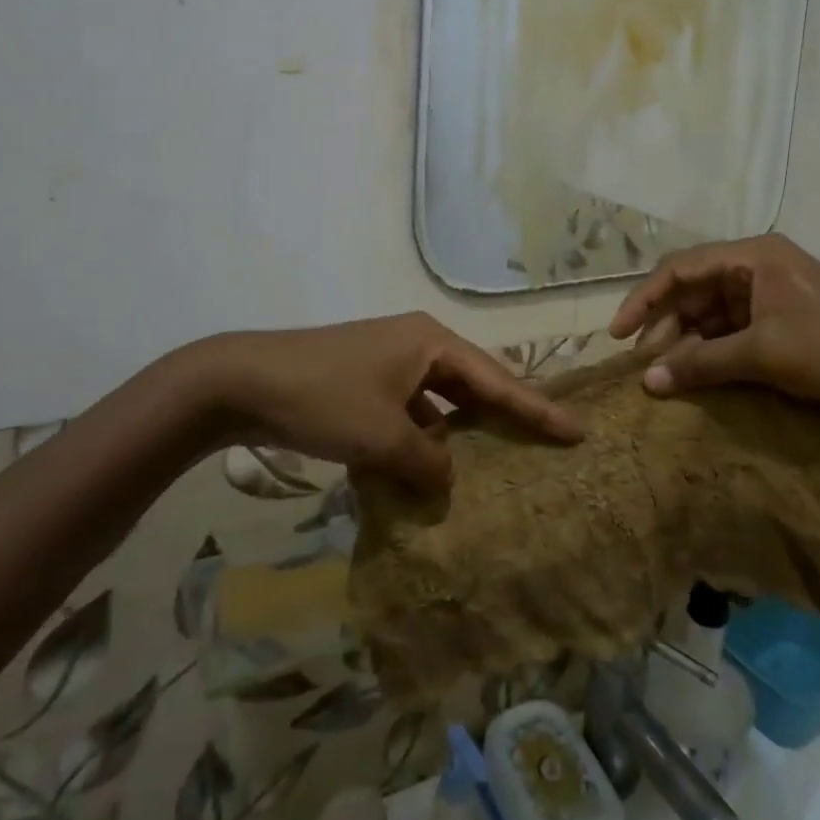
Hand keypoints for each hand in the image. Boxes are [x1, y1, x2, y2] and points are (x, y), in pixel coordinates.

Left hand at [206, 313, 583, 492]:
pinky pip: (410, 409)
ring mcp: (388, 362)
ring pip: (440, 398)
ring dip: (460, 430)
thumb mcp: (381, 437)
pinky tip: (429, 466)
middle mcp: (416, 344)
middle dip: (505, 414)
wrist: (244, 380)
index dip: (537, 408)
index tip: (576, 429)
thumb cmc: (323, 398)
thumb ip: (426, 461)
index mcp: (431, 342)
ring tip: (494, 460)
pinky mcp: (364, 382)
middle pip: (473, 384)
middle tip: (545, 442)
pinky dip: (423, 435)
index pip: (497, 380)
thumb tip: (447, 477)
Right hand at [608, 235, 819, 441]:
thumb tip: (646, 382)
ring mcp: (774, 298)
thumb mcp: (763, 354)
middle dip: (667, 328)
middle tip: (643, 368)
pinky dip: (714, 355)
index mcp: (753, 256)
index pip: (681, 268)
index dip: (644, 299)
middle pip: (695, 292)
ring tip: (666, 380)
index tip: (618, 335)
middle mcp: (759, 269)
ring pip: (713, 316)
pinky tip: (698, 379)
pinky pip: (735, 334)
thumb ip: (700, 364)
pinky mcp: (786, 326)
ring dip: (689, 345)